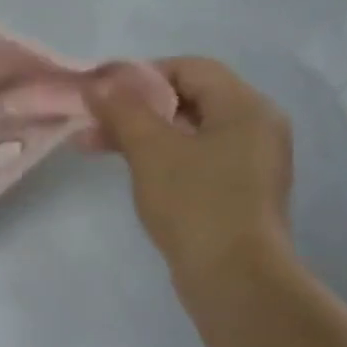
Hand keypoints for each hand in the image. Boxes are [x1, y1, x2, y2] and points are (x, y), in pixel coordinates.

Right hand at [83, 56, 293, 288]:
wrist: (234, 278)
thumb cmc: (195, 204)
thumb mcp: (151, 150)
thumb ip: (123, 111)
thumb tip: (97, 82)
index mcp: (245, 107)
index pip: (189, 68)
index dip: (140, 74)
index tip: (99, 92)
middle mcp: (255, 127)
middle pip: (188, 99)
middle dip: (135, 108)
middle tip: (91, 123)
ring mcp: (250, 162)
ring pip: (188, 132)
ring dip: (141, 133)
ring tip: (95, 147)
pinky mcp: (238, 192)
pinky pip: (195, 159)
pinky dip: (161, 157)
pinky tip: (131, 171)